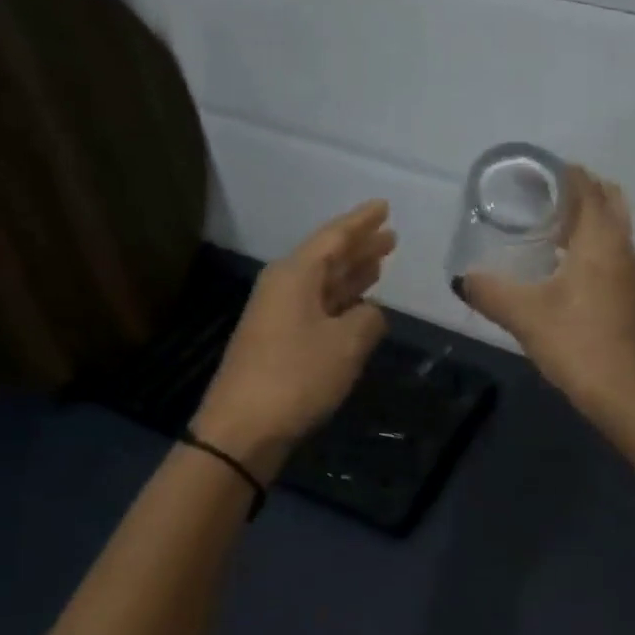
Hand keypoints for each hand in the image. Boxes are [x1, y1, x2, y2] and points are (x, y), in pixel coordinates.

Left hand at [193, 201, 394, 476]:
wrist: (243, 429)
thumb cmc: (297, 377)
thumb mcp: (346, 344)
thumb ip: (368, 320)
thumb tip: (369, 314)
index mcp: (295, 275)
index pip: (334, 237)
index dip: (362, 222)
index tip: (384, 206)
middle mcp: (284, 287)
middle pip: (327, 258)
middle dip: (359, 247)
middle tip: (390, 236)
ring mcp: (279, 315)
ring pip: (323, 284)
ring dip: (352, 274)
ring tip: (380, 262)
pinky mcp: (279, 342)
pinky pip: (318, 308)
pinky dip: (341, 302)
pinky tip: (359, 306)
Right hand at [460, 167, 634, 421]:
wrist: (625, 393)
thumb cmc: (577, 343)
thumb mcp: (525, 316)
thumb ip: (491, 292)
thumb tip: (463, 279)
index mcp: (599, 241)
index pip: (587, 187)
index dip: (563, 173)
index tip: (534, 172)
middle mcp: (621, 248)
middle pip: (607, 200)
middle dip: (579, 190)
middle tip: (541, 197)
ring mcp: (630, 273)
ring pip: (612, 228)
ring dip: (586, 218)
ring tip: (547, 226)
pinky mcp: (629, 296)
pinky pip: (611, 252)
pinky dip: (591, 244)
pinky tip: (562, 266)